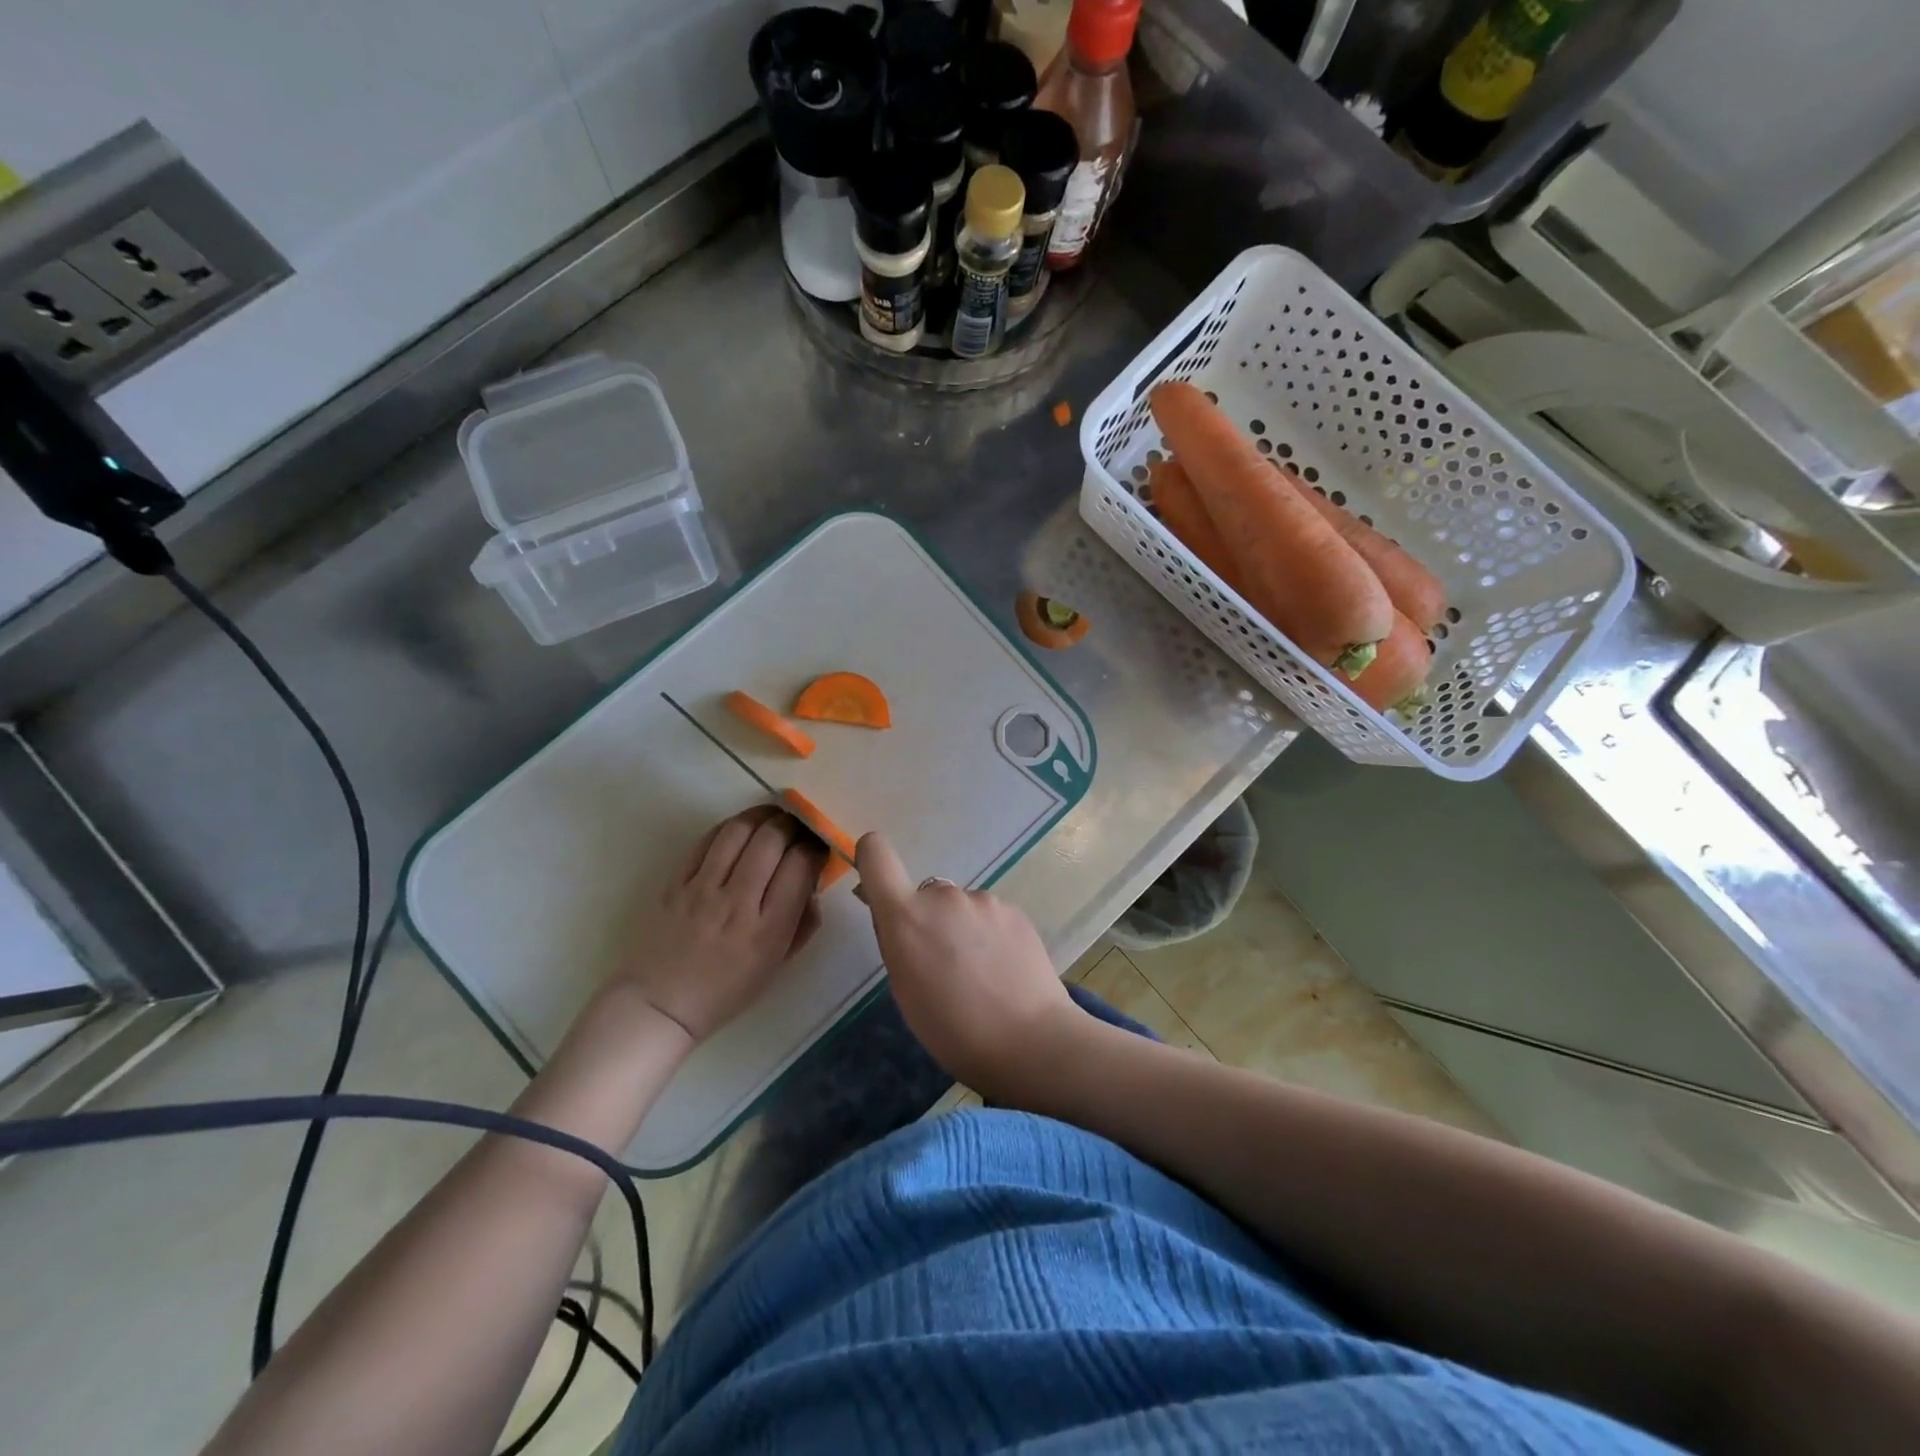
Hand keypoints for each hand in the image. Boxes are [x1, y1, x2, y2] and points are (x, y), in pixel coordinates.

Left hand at [615, 806, 822, 1040]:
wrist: (658, 1004)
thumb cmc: (725, 992)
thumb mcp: (777, 966)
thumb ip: (802, 923)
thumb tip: (813, 882)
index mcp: (768, 930)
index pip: (800, 867)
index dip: (815, 848)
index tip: (817, 847)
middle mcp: (737, 903)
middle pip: (773, 840)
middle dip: (793, 825)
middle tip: (799, 826)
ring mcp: (702, 889)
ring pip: (739, 831)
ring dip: (763, 816)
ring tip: (773, 816)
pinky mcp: (674, 881)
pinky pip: (707, 840)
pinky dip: (730, 827)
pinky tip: (741, 828)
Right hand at [856, 832, 1085, 1096]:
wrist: (1030, 1040)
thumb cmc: (952, 1029)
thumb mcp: (905, 988)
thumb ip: (896, 940)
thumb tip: (891, 911)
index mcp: (906, 915)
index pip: (876, 853)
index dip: (872, 859)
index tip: (878, 887)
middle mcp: (943, 895)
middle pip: (925, 894)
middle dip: (928, 919)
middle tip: (944, 965)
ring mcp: (983, 899)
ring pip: (960, 907)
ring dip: (962, 928)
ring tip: (980, 974)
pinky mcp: (1015, 910)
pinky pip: (990, 916)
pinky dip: (990, 935)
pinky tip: (1004, 970)